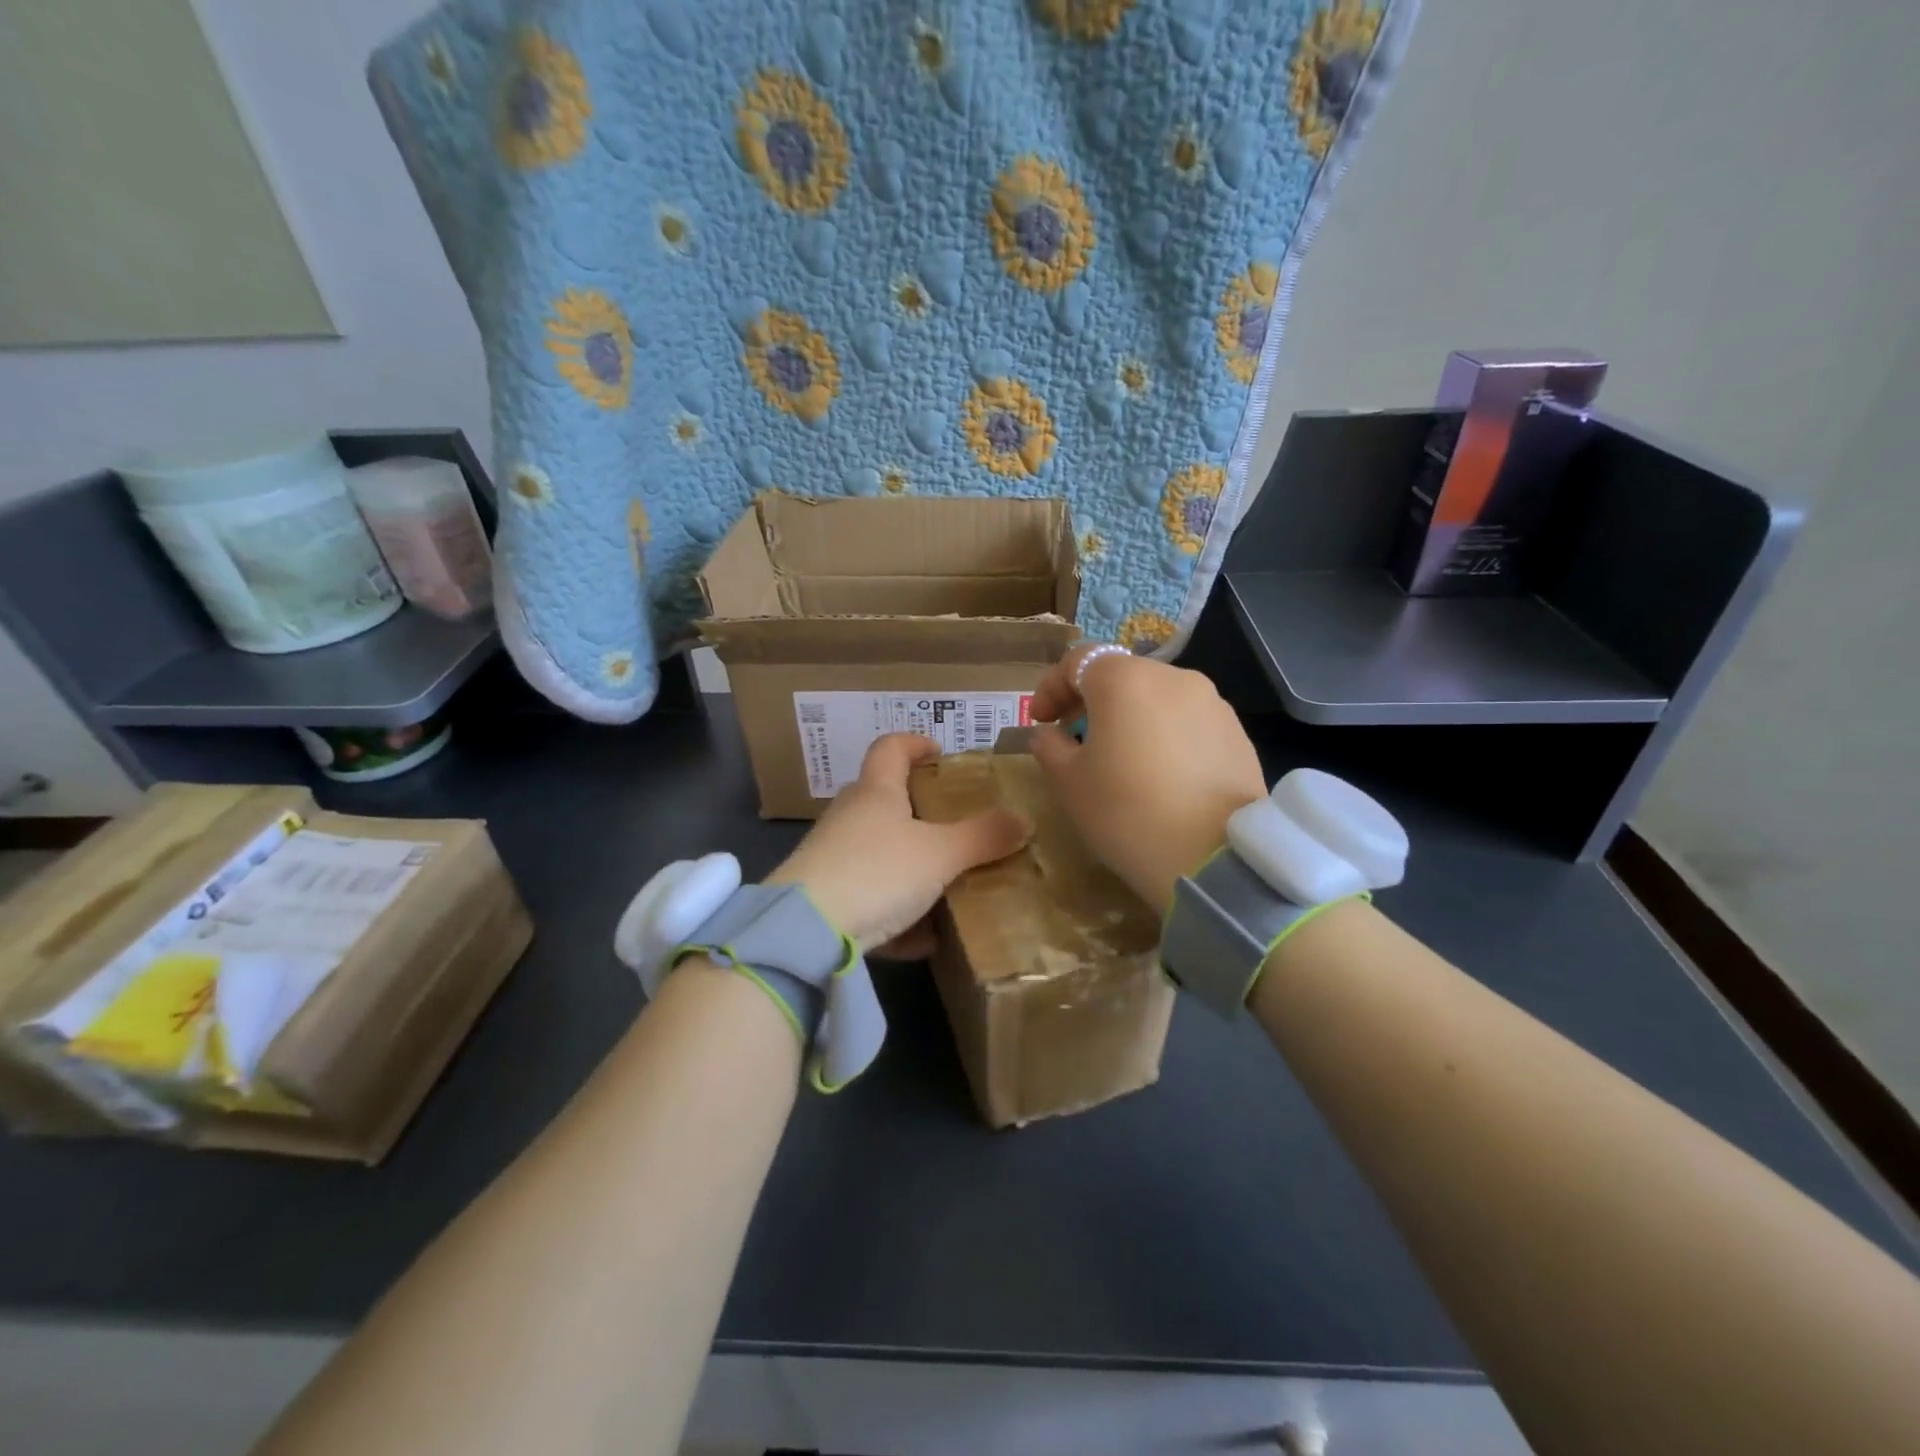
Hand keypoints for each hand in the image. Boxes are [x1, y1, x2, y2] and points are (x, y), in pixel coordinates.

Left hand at [767, 733, 1030, 955]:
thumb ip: (983, 837)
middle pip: (882, 798)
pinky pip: (867, 897)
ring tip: (945, 883)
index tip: (939, 752)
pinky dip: (894, 912)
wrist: (807, 930)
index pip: (891, 748)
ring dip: (908, 865)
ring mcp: (831, 856)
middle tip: (952, 824)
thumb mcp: (941, 855)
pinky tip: (920, 939)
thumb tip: (1023, 820)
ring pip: (876, 851)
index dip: (915, 743)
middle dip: (917, 809)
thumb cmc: (878, 871)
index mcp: (876, 792)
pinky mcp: (824, 897)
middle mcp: (849, 816)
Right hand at [1030, 644, 1265, 913]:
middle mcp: (1173, 677)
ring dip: (1131, 718)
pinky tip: (1161, 776)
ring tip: (1121, 760)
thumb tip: (1051, 734)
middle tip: (1075, 739)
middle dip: (1092, 702)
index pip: (1078, 660)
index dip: (1051, 687)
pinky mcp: (1237, 733)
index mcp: (1125, 680)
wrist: (1214, 859)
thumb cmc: (1126, 812)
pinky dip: (1165, 736)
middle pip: (1121, 677)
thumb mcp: (1068, 782)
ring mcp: (1212, 703)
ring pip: (1157, 699)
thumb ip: (1050, 746)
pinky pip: (1187, 723)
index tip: (1040, 720)